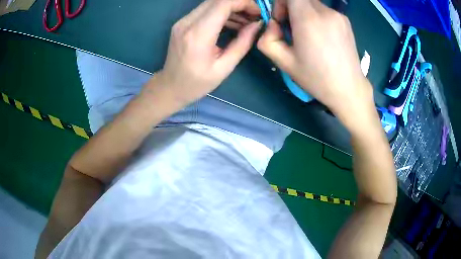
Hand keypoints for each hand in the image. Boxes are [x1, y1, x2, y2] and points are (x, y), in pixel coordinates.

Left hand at [152, 0, 261, 105]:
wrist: (170, 87)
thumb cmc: (197, 83)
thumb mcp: (224, 68)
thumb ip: (242, 43)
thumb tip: (257, 25)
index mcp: (198, 35)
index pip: (222, 4)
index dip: (243, 3)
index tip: (258, 12)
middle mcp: (187, 23)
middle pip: (217, 0)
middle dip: (240, 4)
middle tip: (254, 16)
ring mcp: (182, 21)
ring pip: (212, 3)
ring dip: (232, 8)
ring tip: (246, 21)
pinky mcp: (182, 22)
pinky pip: (205, 10)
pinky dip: (222, 12)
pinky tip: (233, 23)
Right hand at [257, 0, 374, 125]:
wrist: (348, 89)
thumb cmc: (316, 78)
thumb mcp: (283, 62)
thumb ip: (267, 38)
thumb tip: (273, 24)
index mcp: (308, 19)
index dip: (281, 3)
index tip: (282, 20)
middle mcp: (325, 12)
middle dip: (291, 8)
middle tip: (293, 29)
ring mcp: (338, 15)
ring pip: (312, 4)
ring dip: (304, 14)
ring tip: (309, 36)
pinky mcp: (346, 20)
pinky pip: (324, 11)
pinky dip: (317, 18)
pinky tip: (322, 38)